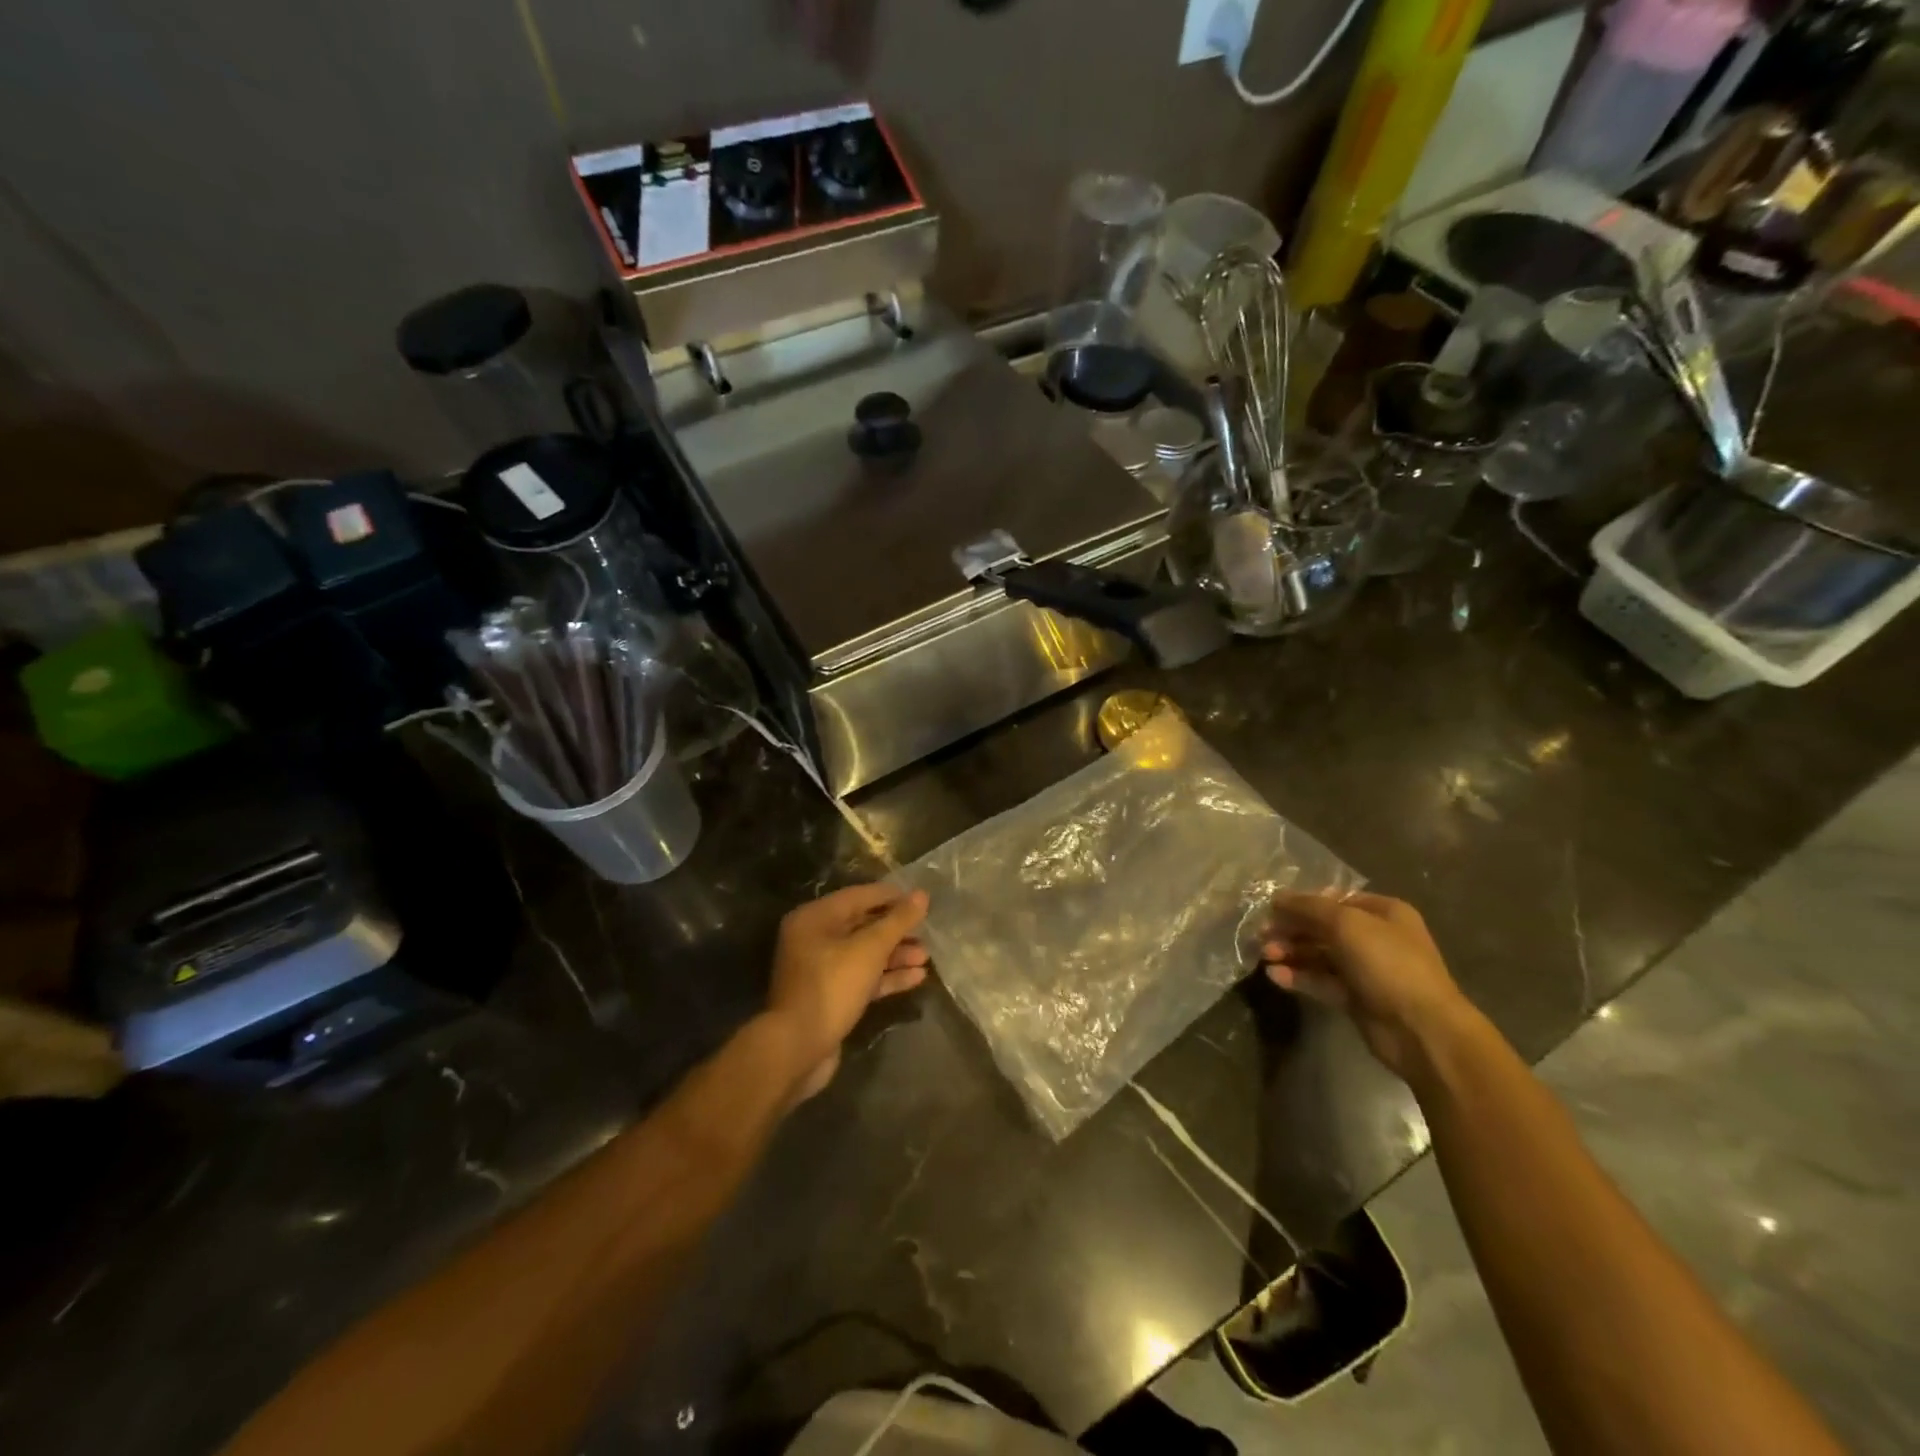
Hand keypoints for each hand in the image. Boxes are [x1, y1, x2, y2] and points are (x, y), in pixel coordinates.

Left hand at [765, 883, 930, 1101]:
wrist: (798, 1049)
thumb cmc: (831, 987)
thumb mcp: (868, 949)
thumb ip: (897, 921)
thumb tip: (922, 895)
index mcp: (815, 918)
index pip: (858, 896)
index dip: (891, 896)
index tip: (920, 899)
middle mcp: (814, 939)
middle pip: (862, 925)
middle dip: (895, 930)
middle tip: (927, 931)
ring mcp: (821, 970)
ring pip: (864, 954)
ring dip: (895, 955)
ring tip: (926, 957)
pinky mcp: (831, 997)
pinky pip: (863, 978)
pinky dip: (887, 977)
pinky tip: (917, 978)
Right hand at [1260, 891, 1473, 1080]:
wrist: (1421, 1030)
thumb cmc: (1387, 964)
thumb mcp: (1345, 923)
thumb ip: (1308, 908)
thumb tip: (1276, 899)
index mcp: (1383, 912)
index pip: (1334, 899)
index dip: (1303, 903)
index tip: (1272, 910)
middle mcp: (1376, 937)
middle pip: (1324, 927)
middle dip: (1292, 930)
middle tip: (1262, 936)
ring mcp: (1367, 970)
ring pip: (1320, 955)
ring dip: (1291, 953)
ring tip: (1265, 956)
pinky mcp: (1356, 998)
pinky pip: (1322, 981)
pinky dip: (1299, 977)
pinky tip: (1275, 977)